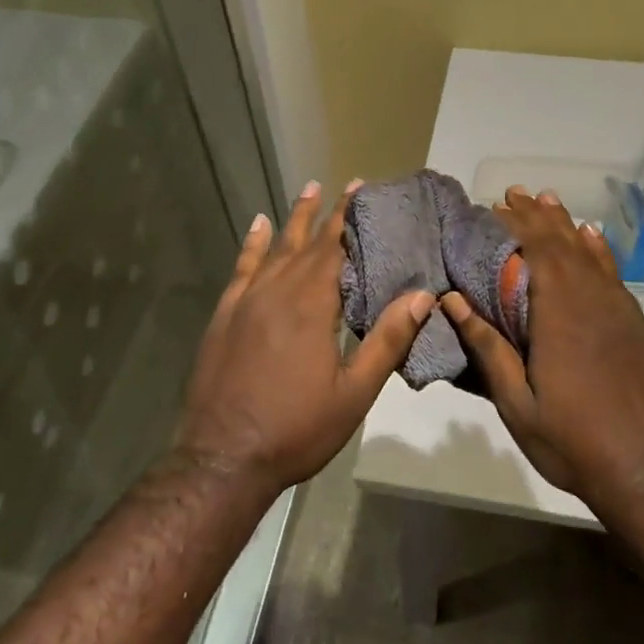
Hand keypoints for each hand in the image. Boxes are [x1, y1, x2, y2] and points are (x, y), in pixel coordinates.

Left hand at [176, 181, 433, 493]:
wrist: (223, 459)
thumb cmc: (297, 429)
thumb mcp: (354, 392)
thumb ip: (386, 340)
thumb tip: (421, 295)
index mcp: (311, 306)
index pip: (334, 249)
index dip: (350, 218)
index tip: (362, 189)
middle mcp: (276, 292)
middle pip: (306, 243)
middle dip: (328, 214)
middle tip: (345, 185)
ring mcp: (244, 302)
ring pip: (273, 250)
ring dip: (292, 220)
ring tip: (307, 191)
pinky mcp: (223, 317)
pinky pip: (241, 270)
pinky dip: (251, 246)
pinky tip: (257, 228)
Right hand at [442, 187, 643, 505]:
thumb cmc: (572, 441)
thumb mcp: (517, 403)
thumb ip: (489, 348)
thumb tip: (452, 300)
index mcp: (559, 315)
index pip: (536, 252)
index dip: (515, 225)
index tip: (494, 206)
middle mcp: (592, 301)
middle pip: (562, 245)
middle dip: (536, 217)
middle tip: (513, 194)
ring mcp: (619, 311)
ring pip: (589, 254)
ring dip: (565, 225)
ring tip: (547, 200)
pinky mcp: (635, 325)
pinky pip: (613, 274)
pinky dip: (598, 250)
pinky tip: (591, 237)